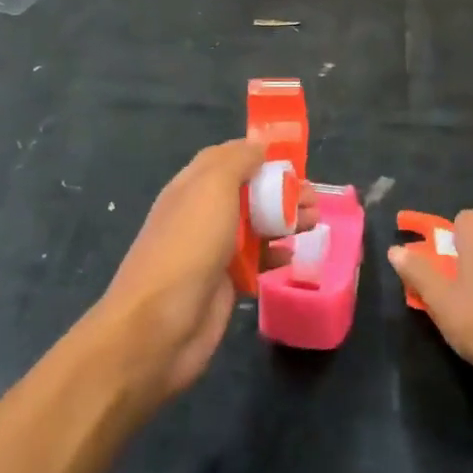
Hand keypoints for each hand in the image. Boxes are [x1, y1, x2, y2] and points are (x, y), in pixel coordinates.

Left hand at [94, 140, 311, 406]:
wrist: (158, 327)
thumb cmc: (188, 246)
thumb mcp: (212, 188)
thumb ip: (236, 161)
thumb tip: (258, 145)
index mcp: (193, 186)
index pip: (227, 158)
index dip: (259, 154)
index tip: (293, 159)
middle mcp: (202, 214)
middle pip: (248, 192)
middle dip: (282, 190)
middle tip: (314, 198)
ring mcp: (212, 250)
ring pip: (255, 226)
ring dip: (285, 220)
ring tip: (314, 223)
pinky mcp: (224, 284)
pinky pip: (255, 262)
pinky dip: (275, 255)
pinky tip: (293, 256)